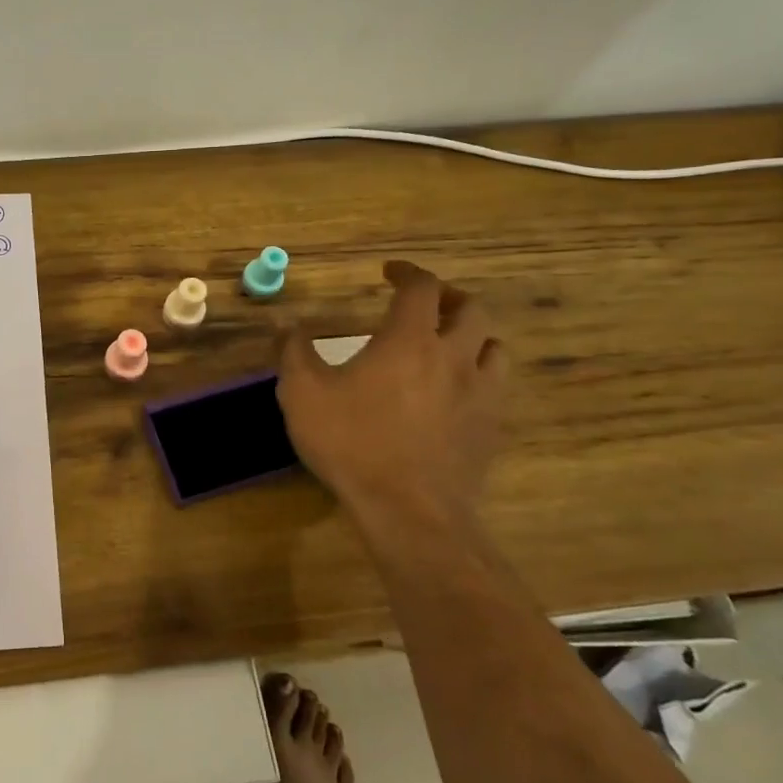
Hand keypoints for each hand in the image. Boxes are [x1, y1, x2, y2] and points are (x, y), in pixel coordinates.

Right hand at [277, 261, 506, 529]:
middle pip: (471, 309)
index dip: (407, 272)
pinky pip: (497, 386)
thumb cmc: (351, 443)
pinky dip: (479, 373)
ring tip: (449, 342)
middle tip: (424, 304)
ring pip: (494, 346)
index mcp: (409, 340)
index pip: (421, 288)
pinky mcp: (490, 427)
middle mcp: (453, 357)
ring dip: (473, 334)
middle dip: (447, 297)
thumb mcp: (302, 394)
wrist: (409, 510)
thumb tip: (285, 322)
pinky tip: (457, 390)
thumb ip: (293, 352)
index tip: (389, 272)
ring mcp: (479, 393)